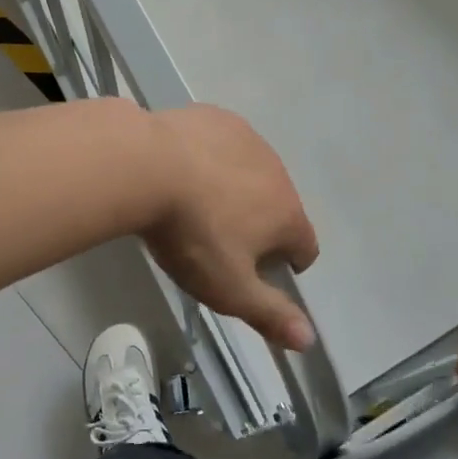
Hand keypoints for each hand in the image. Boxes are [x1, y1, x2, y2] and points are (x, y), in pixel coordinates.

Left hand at [141, 106, 318, 351]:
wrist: (148, 165)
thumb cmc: (193, 234)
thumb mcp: (228, 288)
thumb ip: (270, 314)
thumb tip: (309, 340)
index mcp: (288, 214)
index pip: (306, 246)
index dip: (286, 264)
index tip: (255, 272)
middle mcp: (279, 172)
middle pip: (279, 206)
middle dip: (258, 224)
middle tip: (217, 240)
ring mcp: (249, 139)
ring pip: (252, 172)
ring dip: (237, 188)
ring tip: (196, 202)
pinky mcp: (218, 118)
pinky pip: (225, 143)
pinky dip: (213, 157)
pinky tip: (182, 167)